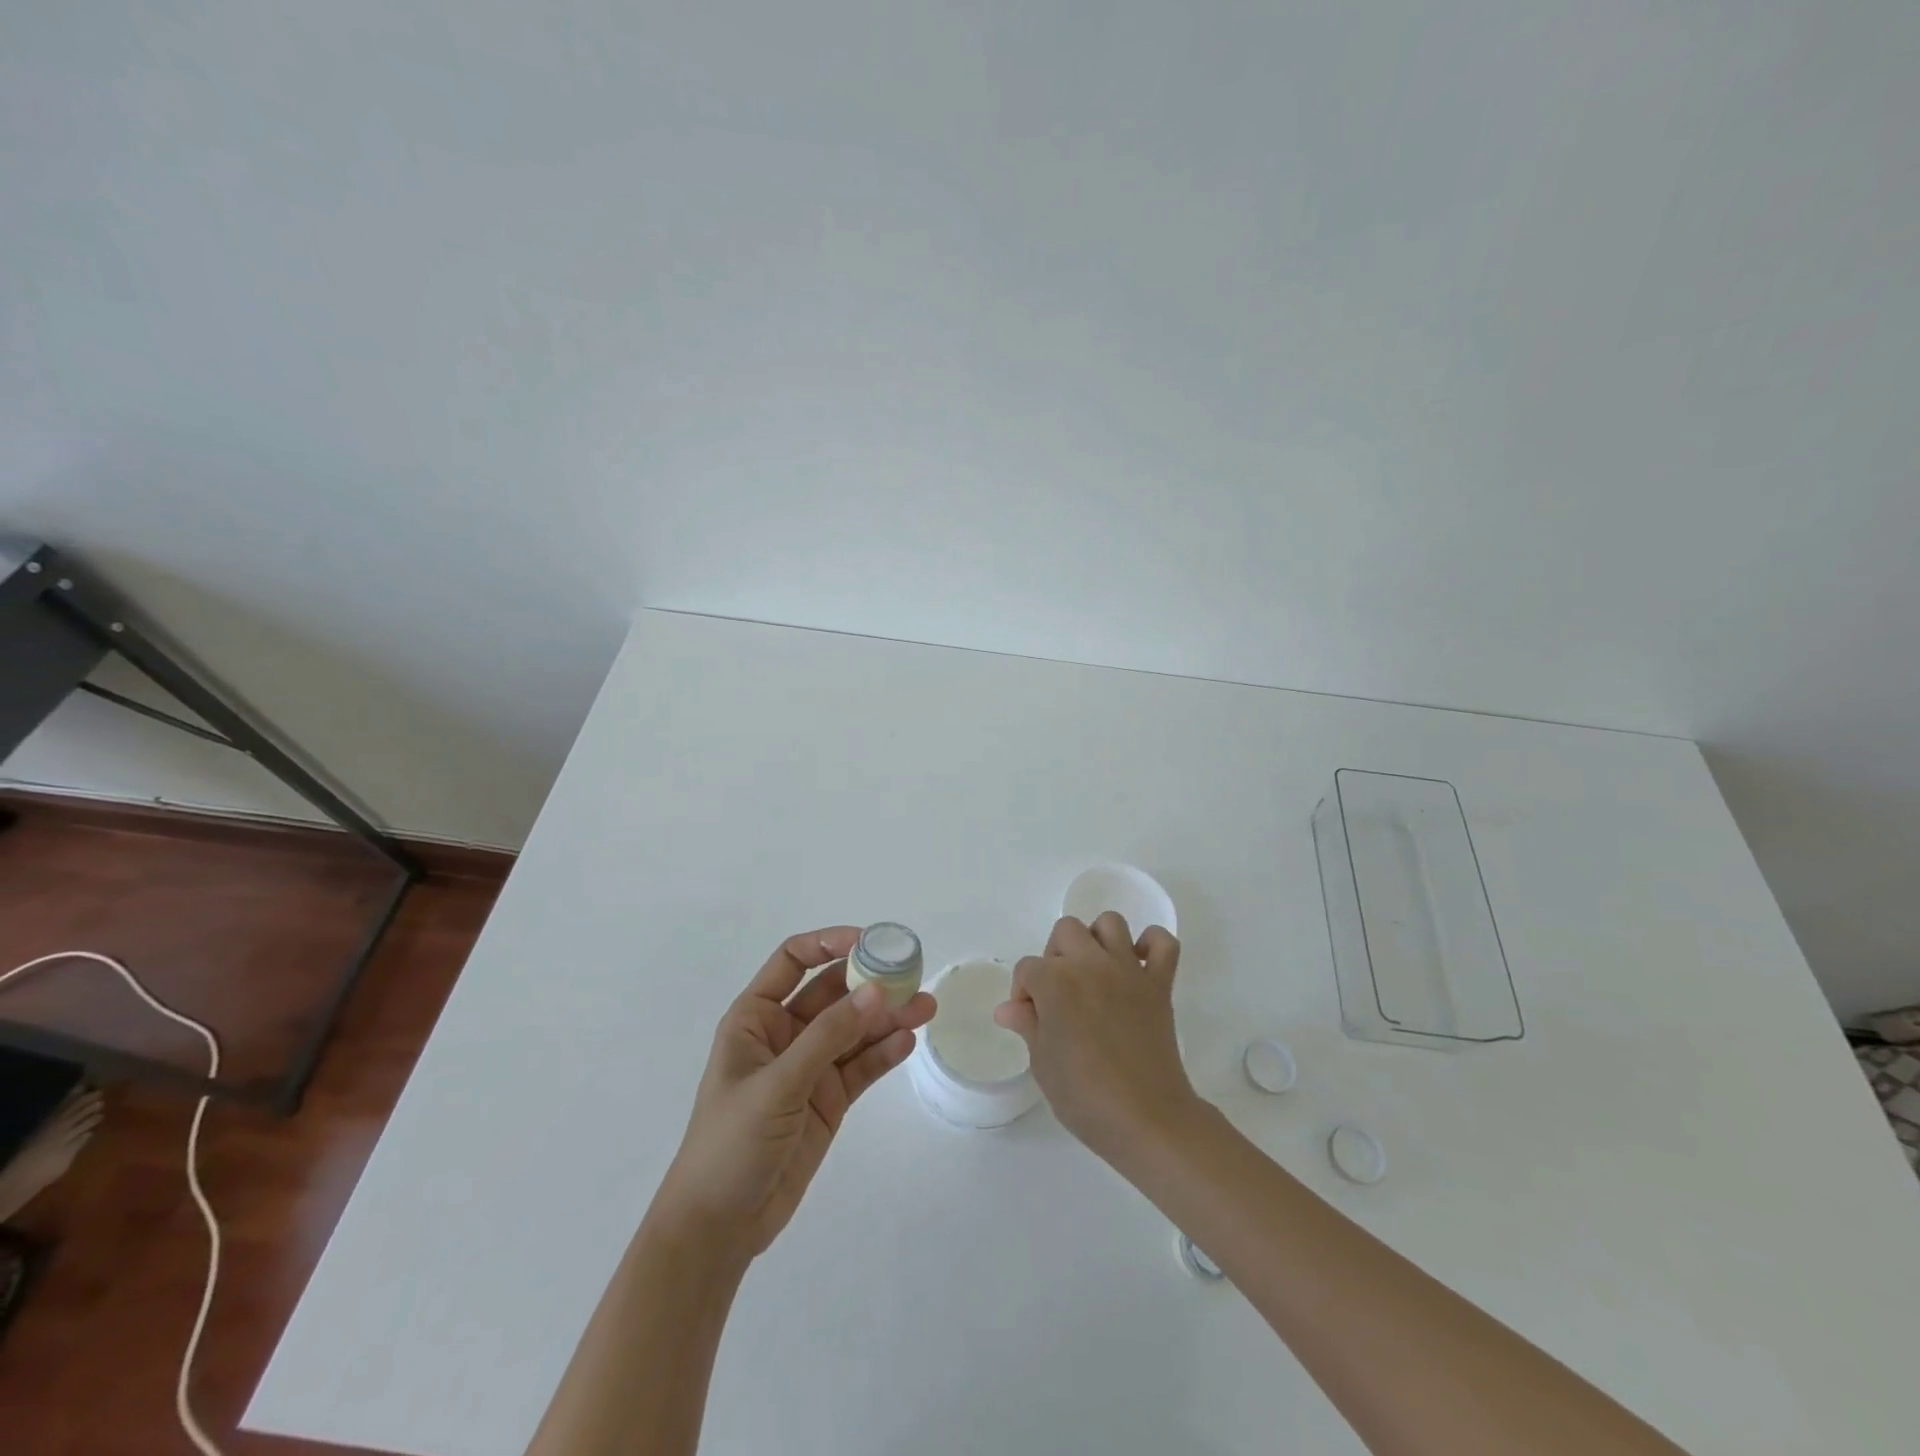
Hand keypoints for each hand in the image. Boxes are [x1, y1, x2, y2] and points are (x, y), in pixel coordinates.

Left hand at [652, 927, 935, 1259]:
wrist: (719, 1228)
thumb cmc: (731, 1143)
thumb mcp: (777, 1085)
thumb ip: (828, 1037)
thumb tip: (875, 991)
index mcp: (756, 1018)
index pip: (793, 961)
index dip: (828, 943)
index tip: (868, 941)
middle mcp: (785, 1034)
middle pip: (833, 993)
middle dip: (870, 982)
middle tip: (912, 976)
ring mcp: (809, 1067)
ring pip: (854, 1030)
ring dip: (887, 1017)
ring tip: (925, 1009)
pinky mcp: (829, 1099)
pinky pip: (861, 1066)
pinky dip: (883, 1053)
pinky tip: (907, 1042)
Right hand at [995, 913, 1199, 1161]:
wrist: (1146, 1118)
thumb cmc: (1084, 1096)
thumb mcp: (1043, 1063)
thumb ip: (1027, 1024)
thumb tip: (1008, 1008)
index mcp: (1055, 981)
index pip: (1027, 968)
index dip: (1023, 993)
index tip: (1030, 1020)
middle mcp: (1090, 963)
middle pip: (1066, 930)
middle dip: (1056, 956)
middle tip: (1059, 993)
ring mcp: (1128, 969)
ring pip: (1110, 923)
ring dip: (1098, 940)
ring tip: (1095, 972)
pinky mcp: (1159, 982)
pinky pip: (1163, 943)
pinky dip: (1152, 945)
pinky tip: (1139, 965)